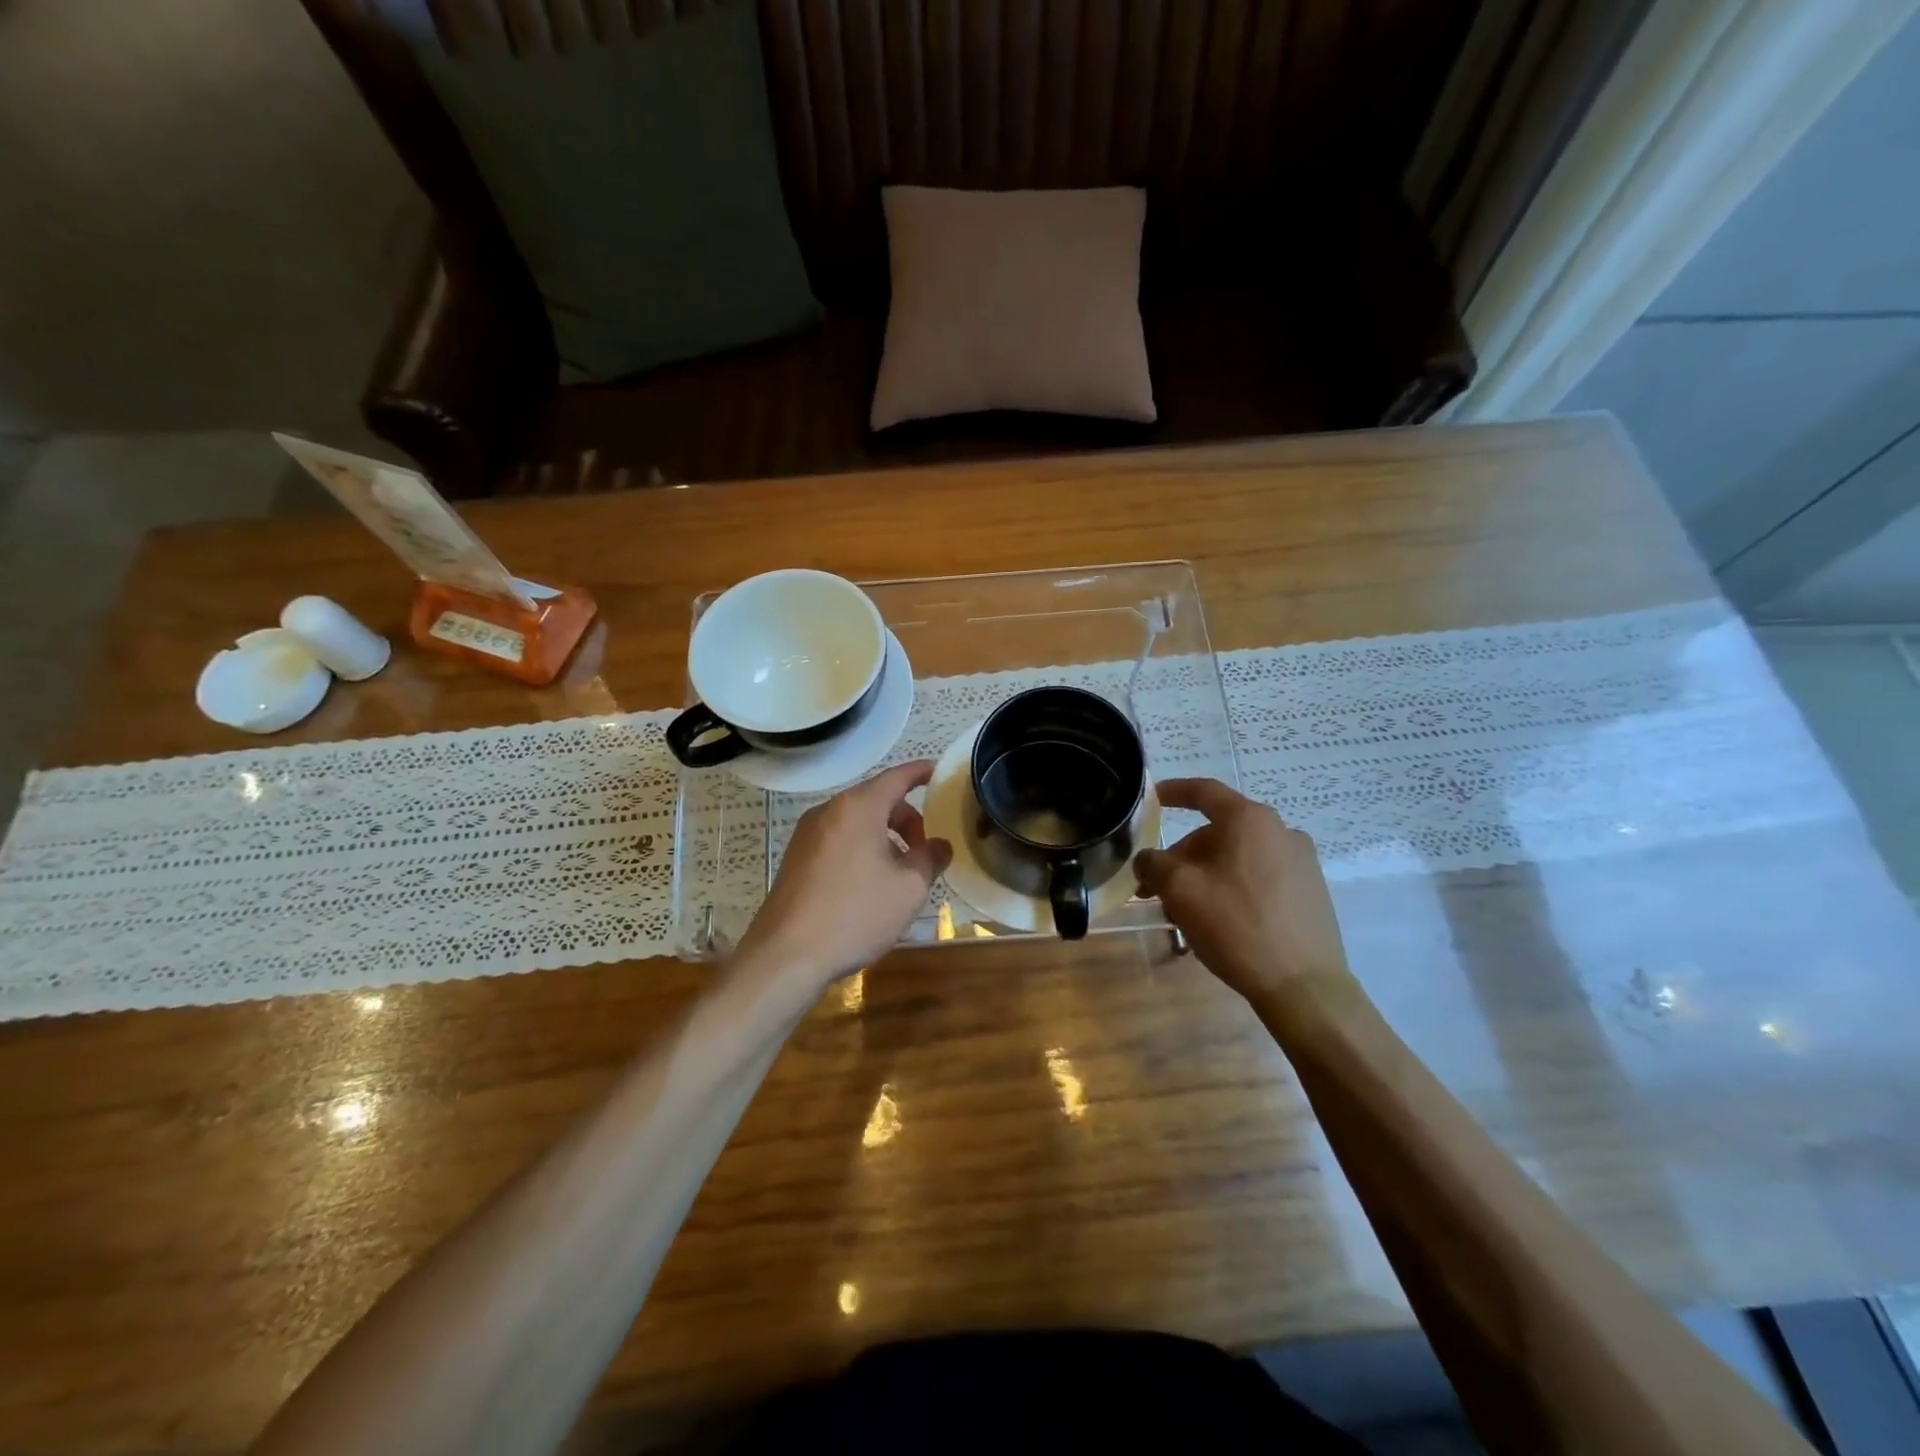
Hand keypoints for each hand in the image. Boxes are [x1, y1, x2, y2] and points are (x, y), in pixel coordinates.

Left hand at [733, 760, 952, 987]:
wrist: (787, 955)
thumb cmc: (855, 914)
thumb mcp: (909, 888)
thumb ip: (930, 858)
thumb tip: (939, 845)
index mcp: (858, 808)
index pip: (896, 777)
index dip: (920, 772)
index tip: (938, 772)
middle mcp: (829, 811)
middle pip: (877, 801)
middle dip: (906, 819)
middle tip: (925, 851)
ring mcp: (807, 835)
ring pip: (857, 823)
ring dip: (884, 838)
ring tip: (900, 875)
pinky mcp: (796, 859)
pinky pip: (838, 841)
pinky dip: (861, 850)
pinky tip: (869, 887)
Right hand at [1134, 778, 1352, 1003]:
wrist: (1304, 986)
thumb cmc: (1236, 925)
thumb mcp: (1180, 890)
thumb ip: (1154, 864)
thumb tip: (1148, 859)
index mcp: (1250, 820)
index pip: (1204, 791)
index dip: (1173, 792)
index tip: (1152, 800)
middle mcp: (1281, 831)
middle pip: (1218, 832)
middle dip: (1182, 855)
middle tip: (1157, 887)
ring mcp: (1301, 862)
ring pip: (1237, 857)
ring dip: (1205, 875)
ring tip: (1184, 912)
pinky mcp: (1311, 892)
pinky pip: (1259, 877)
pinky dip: (1232, 887)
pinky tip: (1219, 921)